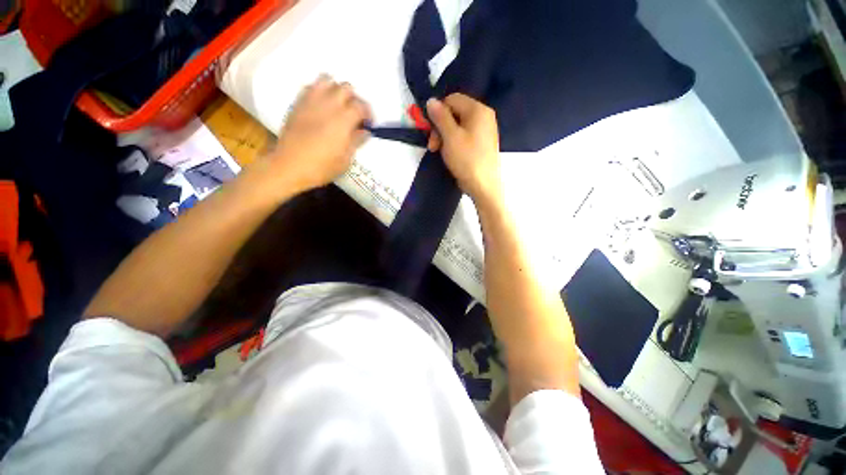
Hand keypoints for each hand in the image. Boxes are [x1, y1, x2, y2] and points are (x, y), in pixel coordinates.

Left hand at [266, 75, 371, 193]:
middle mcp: (329, 105)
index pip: (361, 106)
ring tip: (338, 105)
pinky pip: (310, 87)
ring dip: (336, 90)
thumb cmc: (322, 166)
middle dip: (354, 99)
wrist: (290, 166)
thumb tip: (364, 131)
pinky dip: (319, 91)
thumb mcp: (345, 159)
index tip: (369, 124)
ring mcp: (311, 101)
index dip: (368, 113)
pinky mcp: (298, 104)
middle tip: (355, 114)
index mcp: (343, 120)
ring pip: (327, 80)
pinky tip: (321, 106)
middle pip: (346, 88)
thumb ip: (356, 141)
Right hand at [425, 93, 501, 204]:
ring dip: (445, 137)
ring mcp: (485, 131)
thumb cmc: (467, 159)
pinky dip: (454, 143)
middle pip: (455, 113)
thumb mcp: (450, 137)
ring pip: (459, 126)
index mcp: (478, 110)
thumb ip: (440, 117)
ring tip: (440, 152)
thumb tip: (431, 100)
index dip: (438, 112)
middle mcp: (484, 116)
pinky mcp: (482, 144)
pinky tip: (450, 155)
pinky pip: (465, 136)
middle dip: (440, 128)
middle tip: (433, 146)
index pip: (452, 99)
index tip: (430, 131)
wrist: (483, 186)